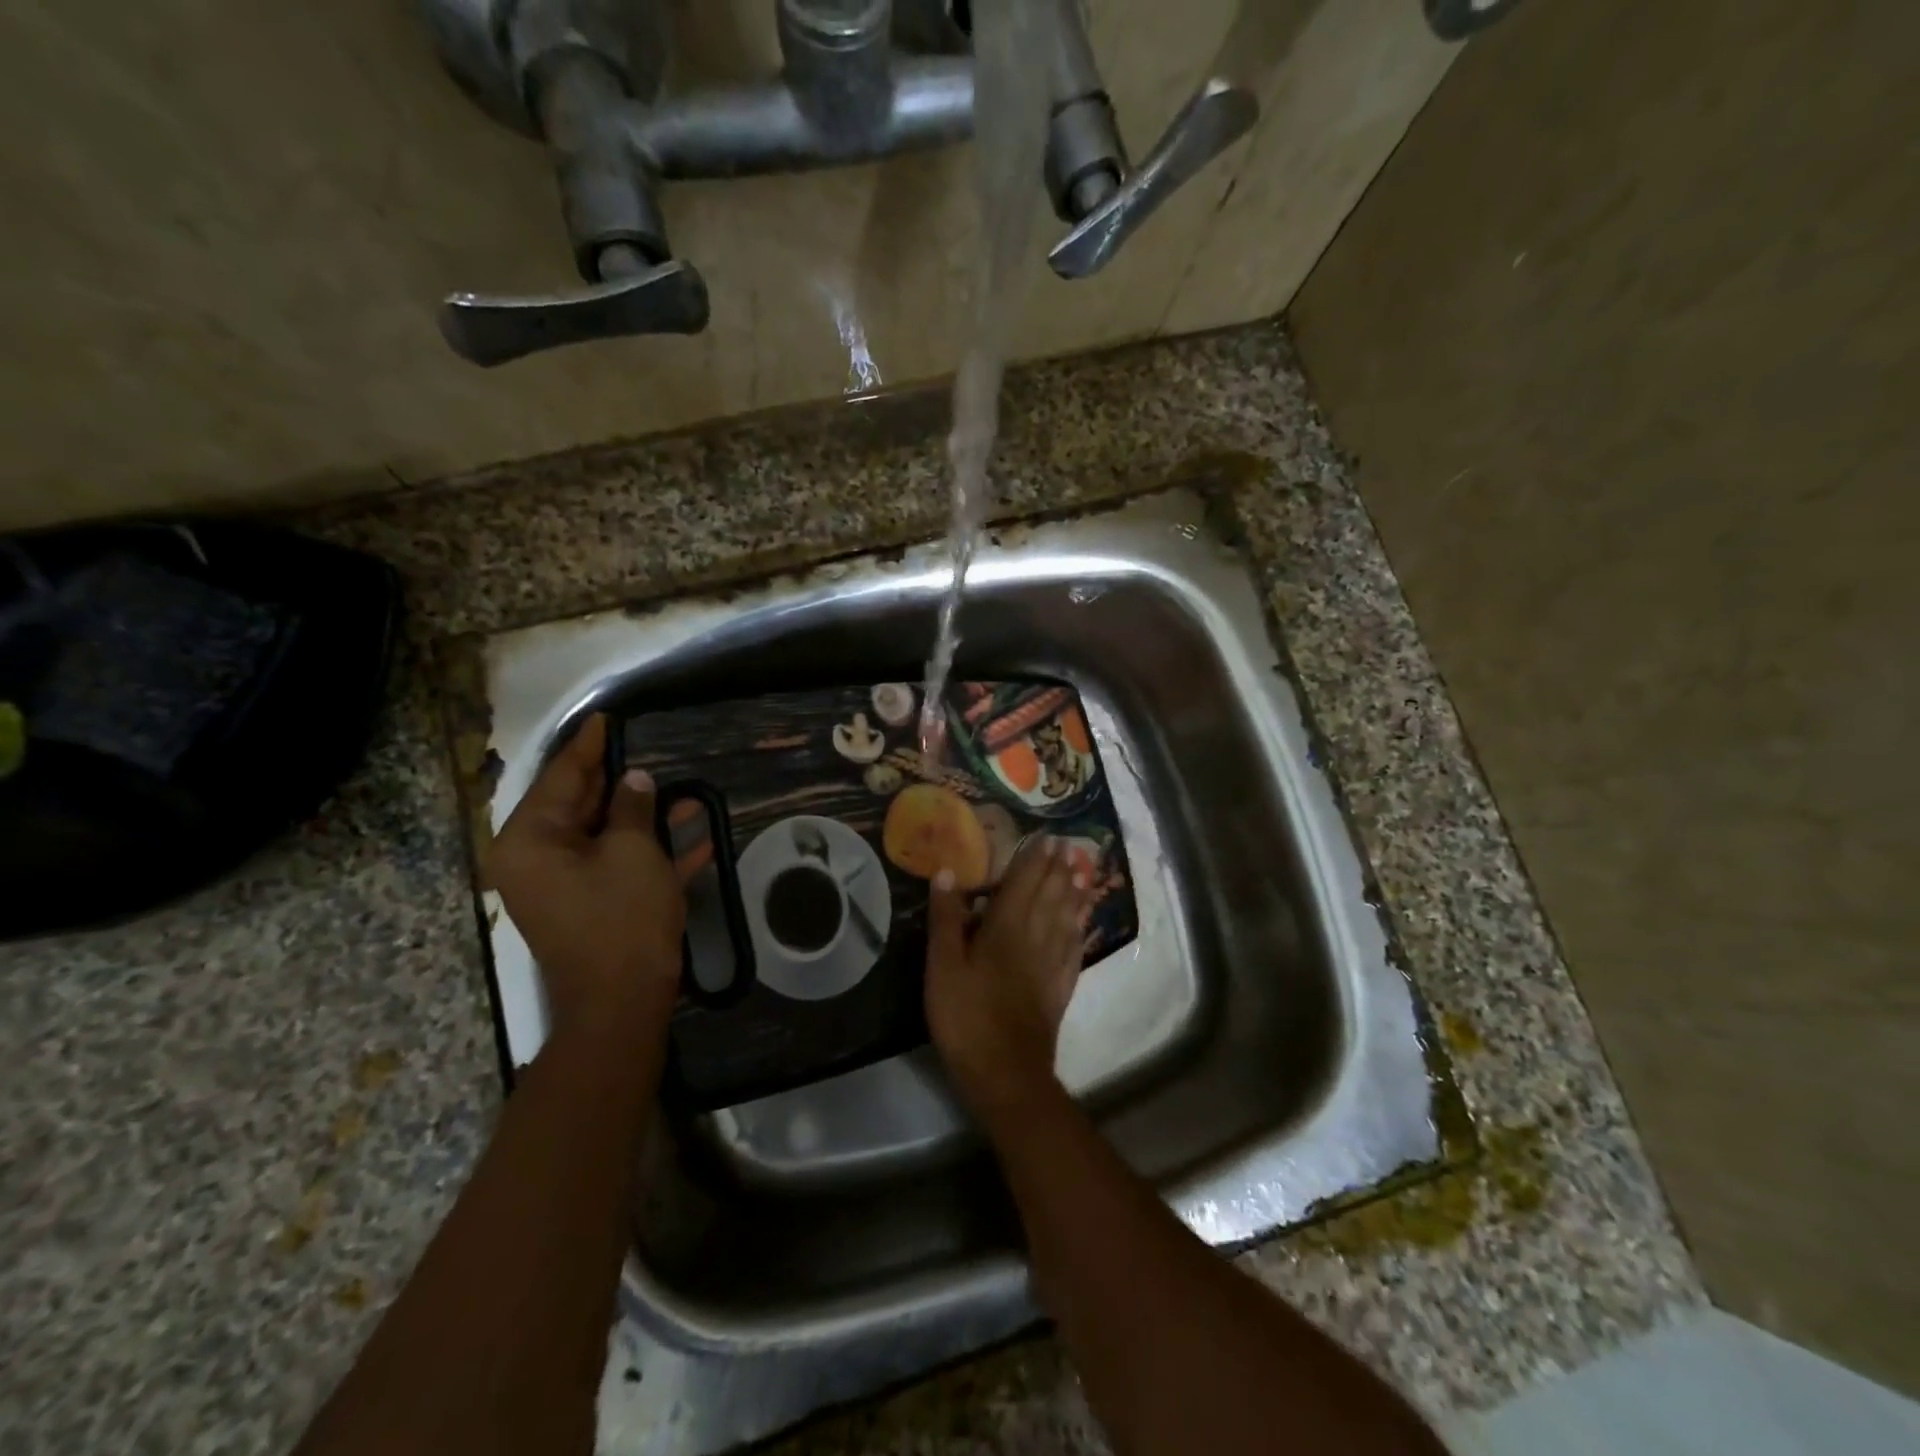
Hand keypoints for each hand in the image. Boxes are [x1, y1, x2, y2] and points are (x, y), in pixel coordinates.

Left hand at [487, 714, 708, 1038]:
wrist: (622, 1004)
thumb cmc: (621, 919)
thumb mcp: (633, 852)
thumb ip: (633, 807)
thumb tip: (636, 778)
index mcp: (531, 840)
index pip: (562, 778)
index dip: (589, 746)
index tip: (607, 718)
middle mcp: (538, 859)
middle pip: (582, 805)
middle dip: (621, 781)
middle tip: (646, 748)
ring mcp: (565, 885)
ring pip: (608, 836)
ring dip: (648, 818)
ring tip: (687, 792)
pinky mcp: (592, 905)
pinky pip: (620, 866)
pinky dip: (653, 853)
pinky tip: (699, 838)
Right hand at [925, 837, 1093, 1111]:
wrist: (1006, 1073)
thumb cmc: (966, 1017)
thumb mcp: (942, 967)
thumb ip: (946, 919)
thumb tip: (946, 872)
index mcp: (1004, 928)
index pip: (1023, 884)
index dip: (1035, 860)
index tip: (1048, 839)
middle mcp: (1034, 938)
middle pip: (1050, 896)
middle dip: (1059, 870)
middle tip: (1070, 847)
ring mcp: (1052, 965)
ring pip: (1066, 919)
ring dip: (1074, 893)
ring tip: (1082, 873)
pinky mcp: (1059, 989)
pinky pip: (1074, 949)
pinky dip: (1079, 930)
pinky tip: (1082, 924)